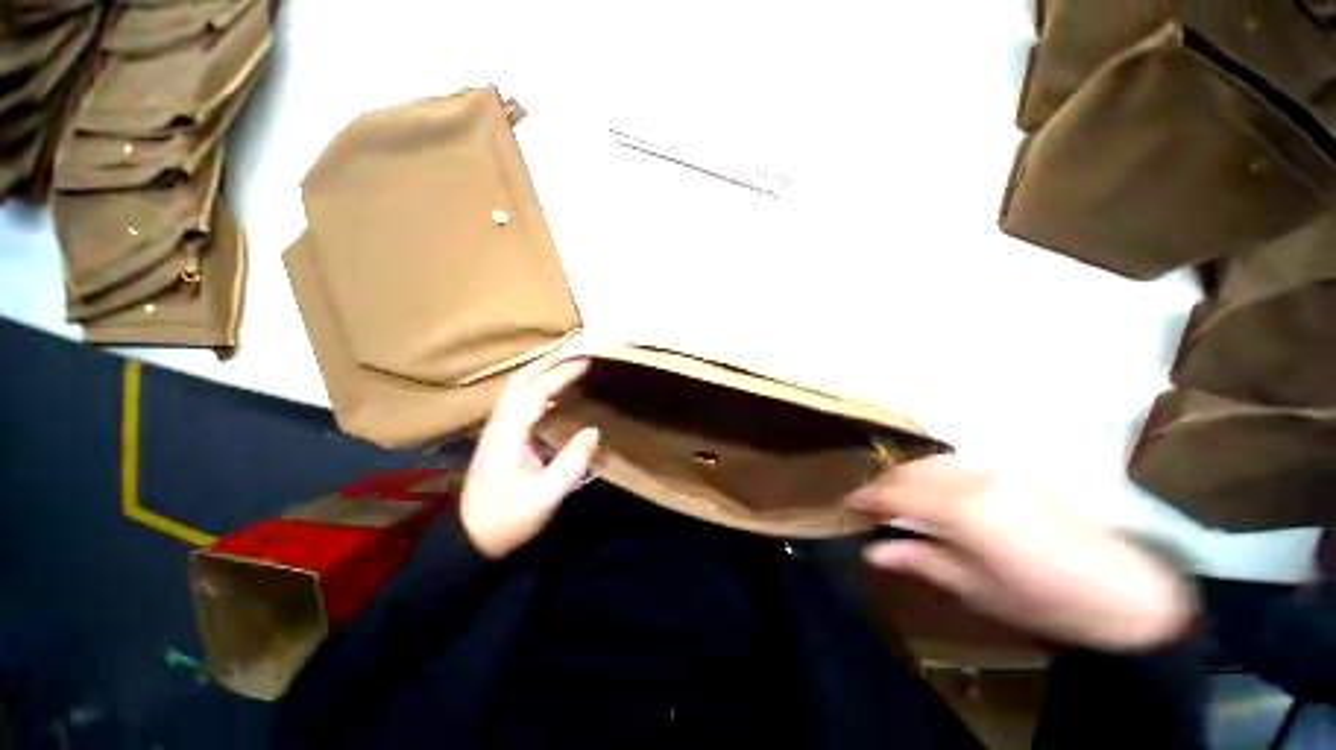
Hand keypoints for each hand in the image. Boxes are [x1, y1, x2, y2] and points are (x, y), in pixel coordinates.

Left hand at [461, 359, 598, 558]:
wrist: (470, 538)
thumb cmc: (507, 519)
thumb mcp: (545, 498)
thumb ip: (571, 464)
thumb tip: (593, 431)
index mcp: (508, 435)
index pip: (534, 392)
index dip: (560, 374)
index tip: (586, 361)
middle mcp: (499, 424)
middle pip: (520, 380)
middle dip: (548, 361)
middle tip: (578, 351)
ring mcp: (497, 429)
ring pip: (516, 387)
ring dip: (542, 369)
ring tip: (568, 362)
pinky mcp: (500, 436)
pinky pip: (519, 399)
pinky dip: (538, 384)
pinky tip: (554, 390)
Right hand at [848, 456, 1195, 650]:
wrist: (1129, 594)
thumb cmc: (1047, 602)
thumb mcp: (976, 589)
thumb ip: (921, 560)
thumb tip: (873, 551)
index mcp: (963, 510)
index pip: (896, 494)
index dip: (866, 498)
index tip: (846, 507)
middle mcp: (973, 479)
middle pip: (909, 471)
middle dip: (882, 485)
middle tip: (868, 507)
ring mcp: (995, 472)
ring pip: (929, 462)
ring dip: (905, 476)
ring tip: (895, 500)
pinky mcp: (1012, 474)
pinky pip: (954, 464)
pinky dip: (930, 473)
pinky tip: (932, 492)